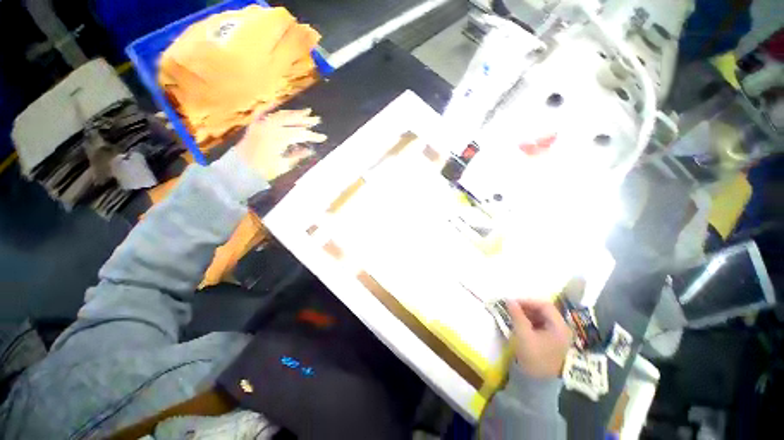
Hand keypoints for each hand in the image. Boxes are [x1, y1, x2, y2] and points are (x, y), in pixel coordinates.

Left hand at [235, 108, 326, 180]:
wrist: (239, 170)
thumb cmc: (264, 170)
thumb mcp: (284, 165)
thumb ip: (297, 155)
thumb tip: (310, 150)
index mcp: (279, 138)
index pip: (300, 134)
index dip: (313, 136)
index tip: (323, 138)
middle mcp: (270, 127)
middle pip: (291, 121)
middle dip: (305, 120)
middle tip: (317, 119)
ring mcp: (261, 124)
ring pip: (280, 115)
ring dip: (293, 113)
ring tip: (305, 112)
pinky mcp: (255, 125)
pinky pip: (262, 112)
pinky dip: (269, 107)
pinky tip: (276, 102)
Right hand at [507, 299, 572, 377]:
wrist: (542, 384)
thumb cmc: (535, 357)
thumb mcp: (524, 335)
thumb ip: (517, 316)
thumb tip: (509, 300)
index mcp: (559, 326)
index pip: (544, 305)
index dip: (527, 301)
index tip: (512, 303)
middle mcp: (561, 328)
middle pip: (544, 310)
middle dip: (526, 307)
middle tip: (511, 308)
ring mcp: (558, 335)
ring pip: (542, 317)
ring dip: (527, 314)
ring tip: (514, 316)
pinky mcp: (553, 341)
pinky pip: (541, 325)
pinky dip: (530, 322)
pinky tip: (521, 324)